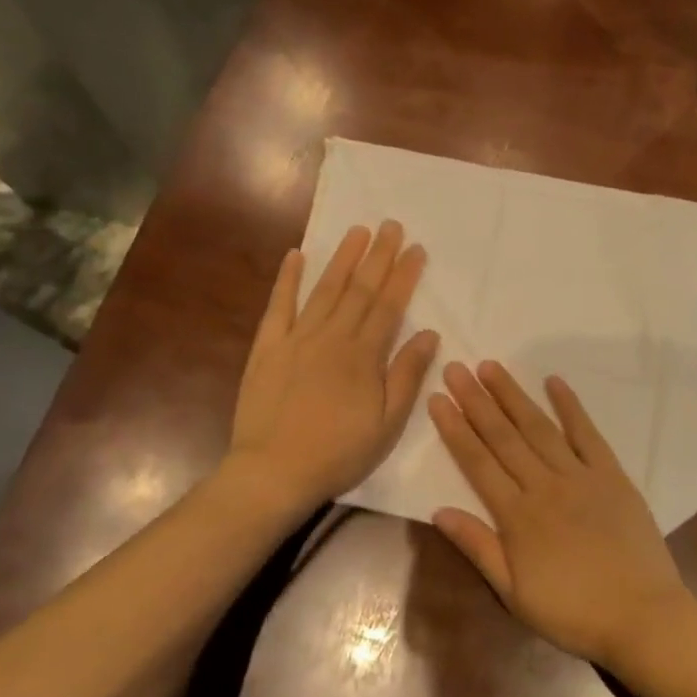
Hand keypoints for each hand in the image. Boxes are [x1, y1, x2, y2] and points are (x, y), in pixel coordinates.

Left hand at [230, 222, 439, 507]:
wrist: (274, 471)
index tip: (416, 249)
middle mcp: (332, 337)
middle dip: (378, 255)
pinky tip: (296, 255)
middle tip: (391, 225)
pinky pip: (278, 306)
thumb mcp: (387, 423)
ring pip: (324, 290)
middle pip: (359, 289)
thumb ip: (407, 375)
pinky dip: (287, 279)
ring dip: (342, 258)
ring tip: (357, 231)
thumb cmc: (338, 453)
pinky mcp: (267, 348)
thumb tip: (430, 333)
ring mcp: (296, 339)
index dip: (404, 275)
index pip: (389, 305)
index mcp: (363, 356)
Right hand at [427, 361, 690, 667]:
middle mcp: (544, 486)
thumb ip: (478, 547)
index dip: (455, 429)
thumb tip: (438, 511)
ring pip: (539, 428)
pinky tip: (554, 382)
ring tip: (492, 367)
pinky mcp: (612, 476)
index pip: (478, 462)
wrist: (643, 618)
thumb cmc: (572, 613)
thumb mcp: (514, 593)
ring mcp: (580, 477)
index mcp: (517, 516)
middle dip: (477, 401)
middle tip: (456, 368)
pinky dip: (571, 407)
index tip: (438, 398)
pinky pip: (588, 434)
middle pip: (504, 437)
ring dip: (513, 396)